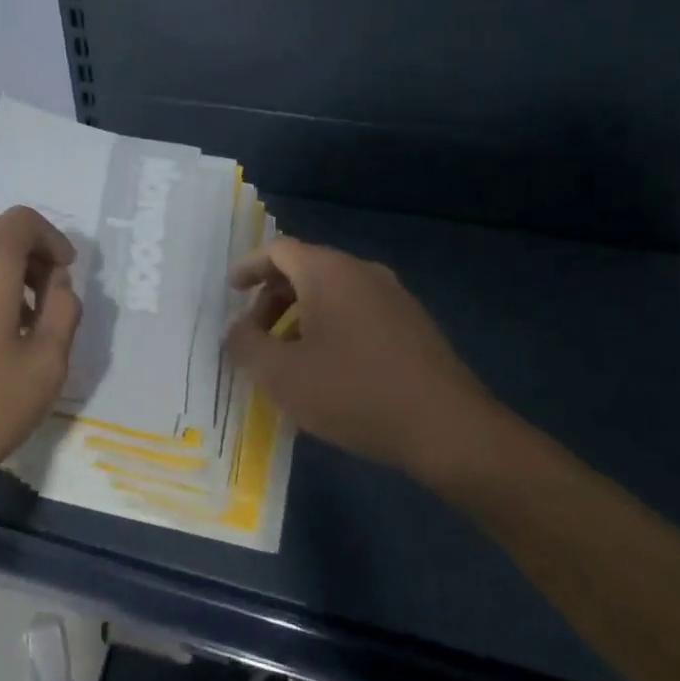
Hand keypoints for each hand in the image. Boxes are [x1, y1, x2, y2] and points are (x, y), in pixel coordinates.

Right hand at [225, 237, 506, 489]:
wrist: (448, 430)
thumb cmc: (353, 393)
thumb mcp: (280, 375)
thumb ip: (245, 345)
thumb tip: (236, 330)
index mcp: (329, 272)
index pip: (278, 251)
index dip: (249, 267)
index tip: (230, 291)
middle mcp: (363, 273)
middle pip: (305, 269)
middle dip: (272, 299)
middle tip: (254, 335)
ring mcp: (394, 297)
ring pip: (333, 293)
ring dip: (300, 317)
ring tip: (287, 358)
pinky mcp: (413, 325)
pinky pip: (358, 312)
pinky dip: (330, 327)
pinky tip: (327, 370)